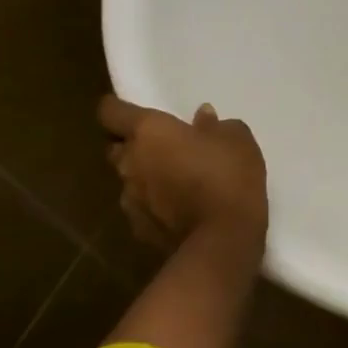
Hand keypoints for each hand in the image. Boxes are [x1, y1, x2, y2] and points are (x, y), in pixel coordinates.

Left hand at [98, 97, 267, 248]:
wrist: (222, 239)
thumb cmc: (229, 176)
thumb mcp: (237, 139)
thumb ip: (215, 126)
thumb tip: (202, 119)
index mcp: (147, 132)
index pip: (110, 112)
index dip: (118, 108)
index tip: (135, 111)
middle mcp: (129, 162)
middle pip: (116, 147)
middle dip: (134, 145)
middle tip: (164, 147)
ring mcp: (130, 199)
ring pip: (129, 180)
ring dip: (146, 177)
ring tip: (176, 181)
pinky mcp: (138, 229)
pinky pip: (142, 208)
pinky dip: (155, 205)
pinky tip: (180, 209)